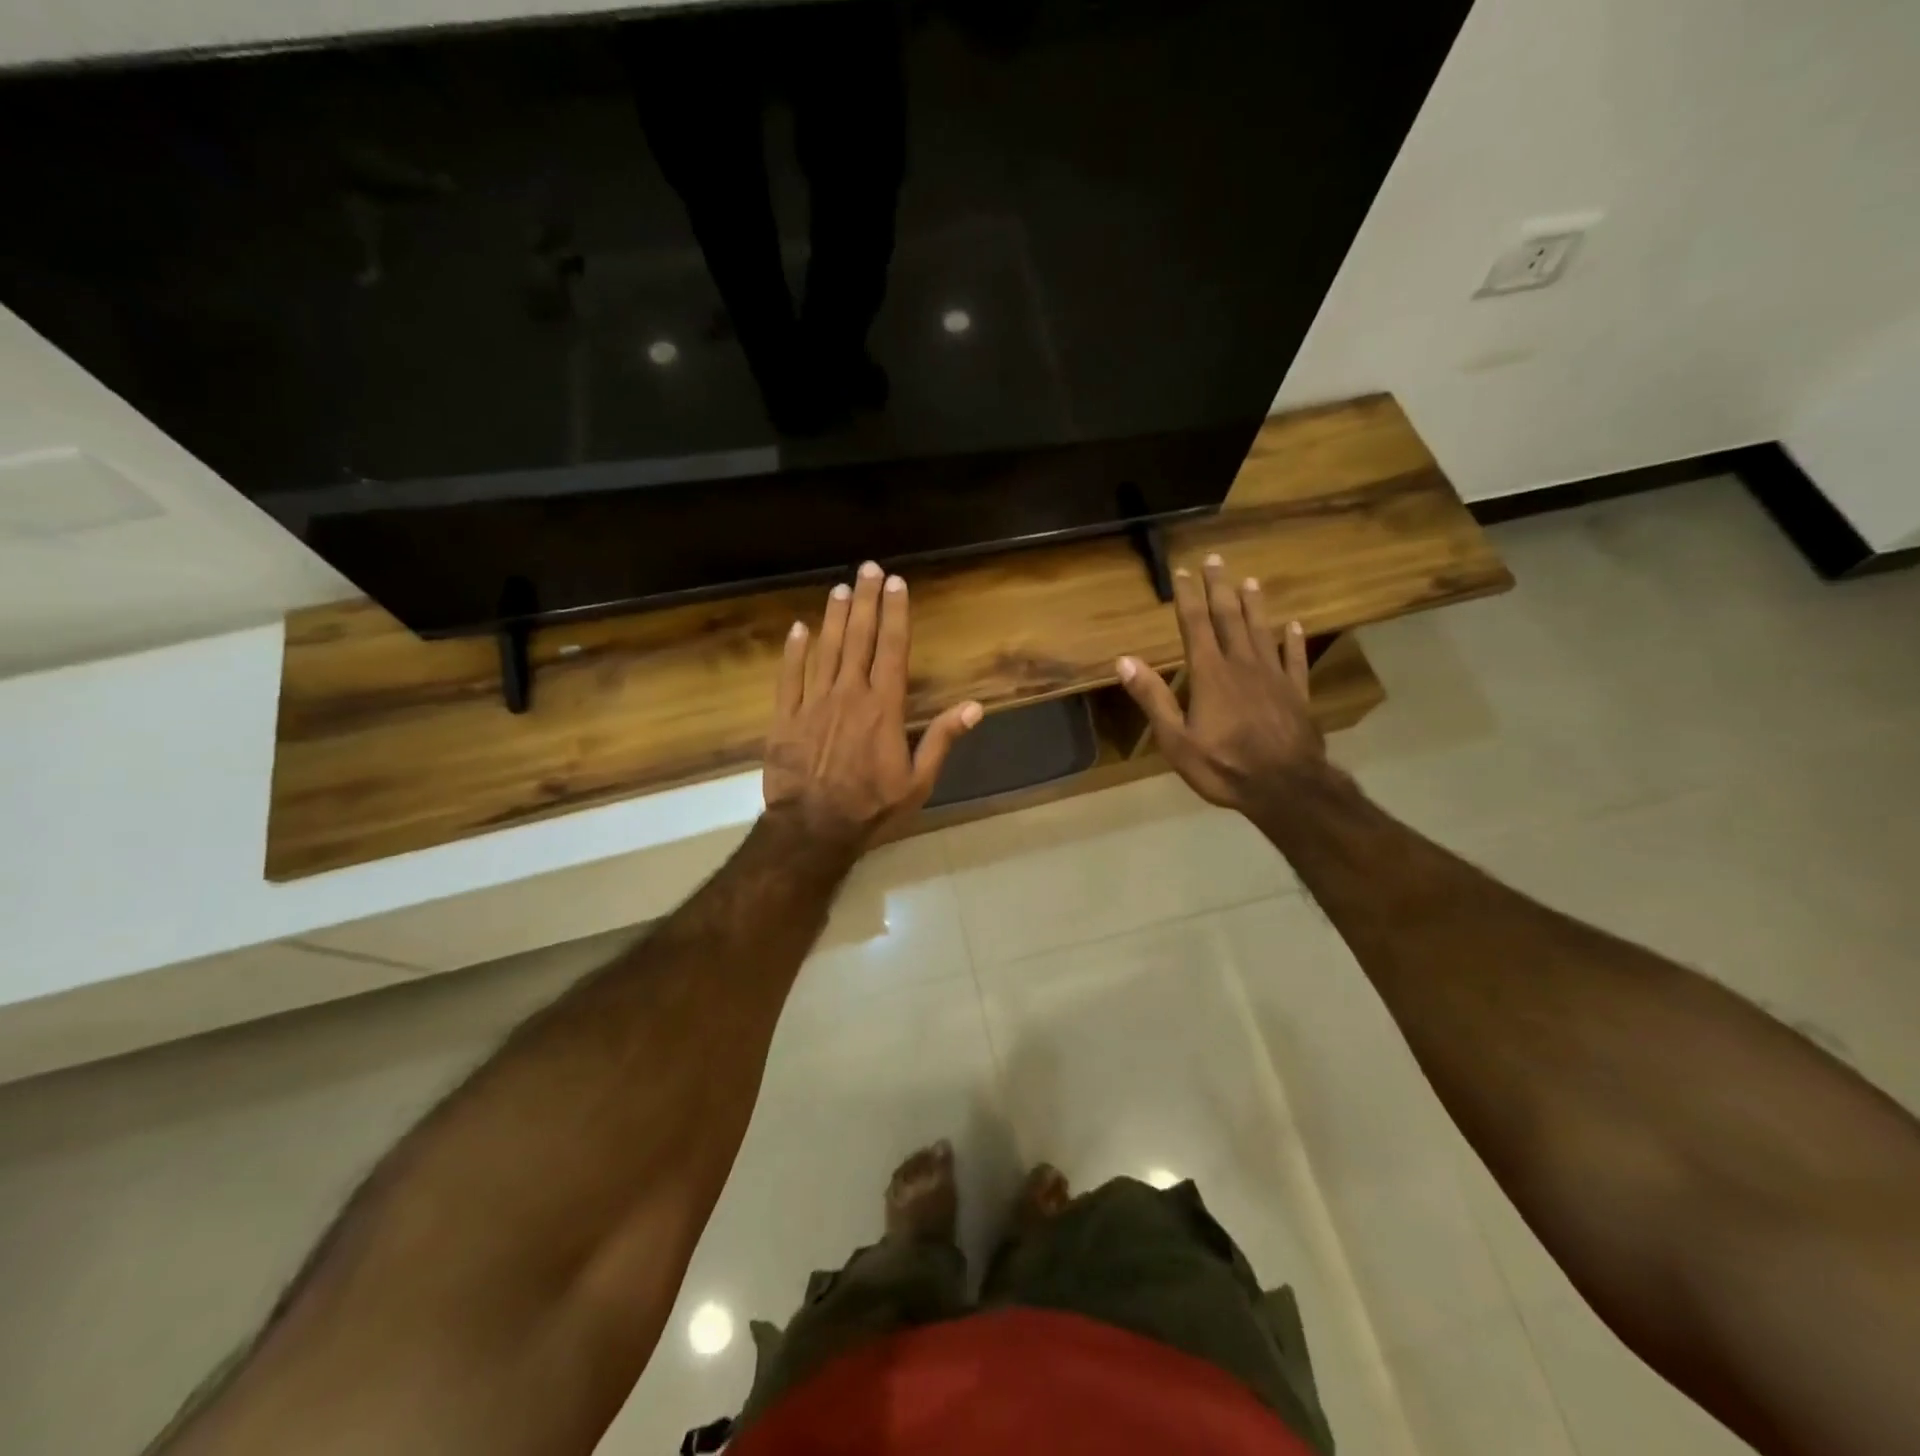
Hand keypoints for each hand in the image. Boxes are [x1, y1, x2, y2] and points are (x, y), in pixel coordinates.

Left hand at [764, 562, 982, 851]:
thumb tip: (974, 707)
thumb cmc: (872, 808)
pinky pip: (788, 677)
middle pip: (859, 639)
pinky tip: (798, 629)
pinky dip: (793, 651)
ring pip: (825, 650)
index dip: (896, 614)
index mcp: (883, 708)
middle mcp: (848, 694)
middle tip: (869, 569)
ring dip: (834, 617)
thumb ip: (942, 740)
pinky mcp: (784, 718)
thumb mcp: (918, 782)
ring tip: (841, 589)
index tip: (898, 584)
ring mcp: (812, 703)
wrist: (813, 830)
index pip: (892, 650)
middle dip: (867, 601)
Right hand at [1114, 553, 1333, 816]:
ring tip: (1251, 581)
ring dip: (1255, 605)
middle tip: (1216, 560)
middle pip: (1230, 618)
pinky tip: (1296, 625)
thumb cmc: (1224, 766)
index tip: (1182, 571)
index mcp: (1210, 674)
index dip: (1188, 597)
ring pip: (1263, 631)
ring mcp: (1274, 677)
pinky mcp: (1298, 693)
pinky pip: (1295, 659)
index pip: (1195, 625)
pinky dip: (1295, 640)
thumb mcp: (1176, 740)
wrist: (1285, 787)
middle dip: (1220, 588)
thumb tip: (1124, 660)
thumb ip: (1153, 698)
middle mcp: (1243, 665)